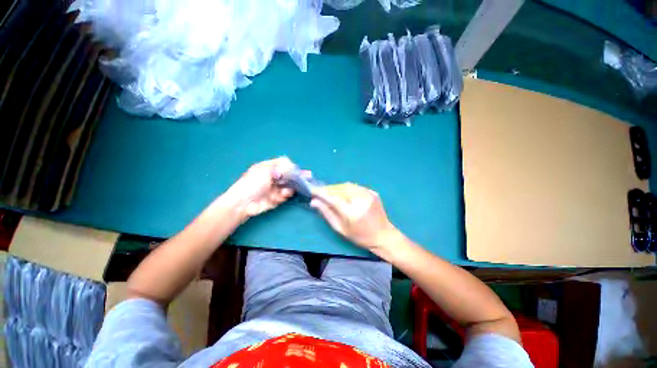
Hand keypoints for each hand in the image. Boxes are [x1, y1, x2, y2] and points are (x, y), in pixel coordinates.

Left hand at [225, 157, 295, 219]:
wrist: (243, 203)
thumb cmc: (252, 183)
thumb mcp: (265, 170)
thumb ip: (281, 167)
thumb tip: (293, 166)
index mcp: (268, 167)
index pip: (283, 163)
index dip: (290, 166)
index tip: (294, 171)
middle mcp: (273, 176)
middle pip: (288, 175)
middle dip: (292, 179)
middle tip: (295, 182)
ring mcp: (275, 187)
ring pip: (289, 186)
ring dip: (288, 189)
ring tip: (284, 192)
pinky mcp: (276, 198)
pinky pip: (285, 196)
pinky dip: (284, 196)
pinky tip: (279, 197)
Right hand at [310, 183, 399, 253]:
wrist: (383, 235)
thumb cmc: (360, 236)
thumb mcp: (340, 228)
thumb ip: (327, 213)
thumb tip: (314, 202)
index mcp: (352, 212)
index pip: (332, 198)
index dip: (321, 193)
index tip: (312, 190)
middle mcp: (361, 200)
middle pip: (339, 189)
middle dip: (328, 189)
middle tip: (319, 192)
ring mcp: (368, 194)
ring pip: (346, 185)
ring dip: (336, 188)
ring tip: (329, 192)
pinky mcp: (372, 192)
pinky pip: (355, 187)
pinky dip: (346, 188)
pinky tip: (342, 193)